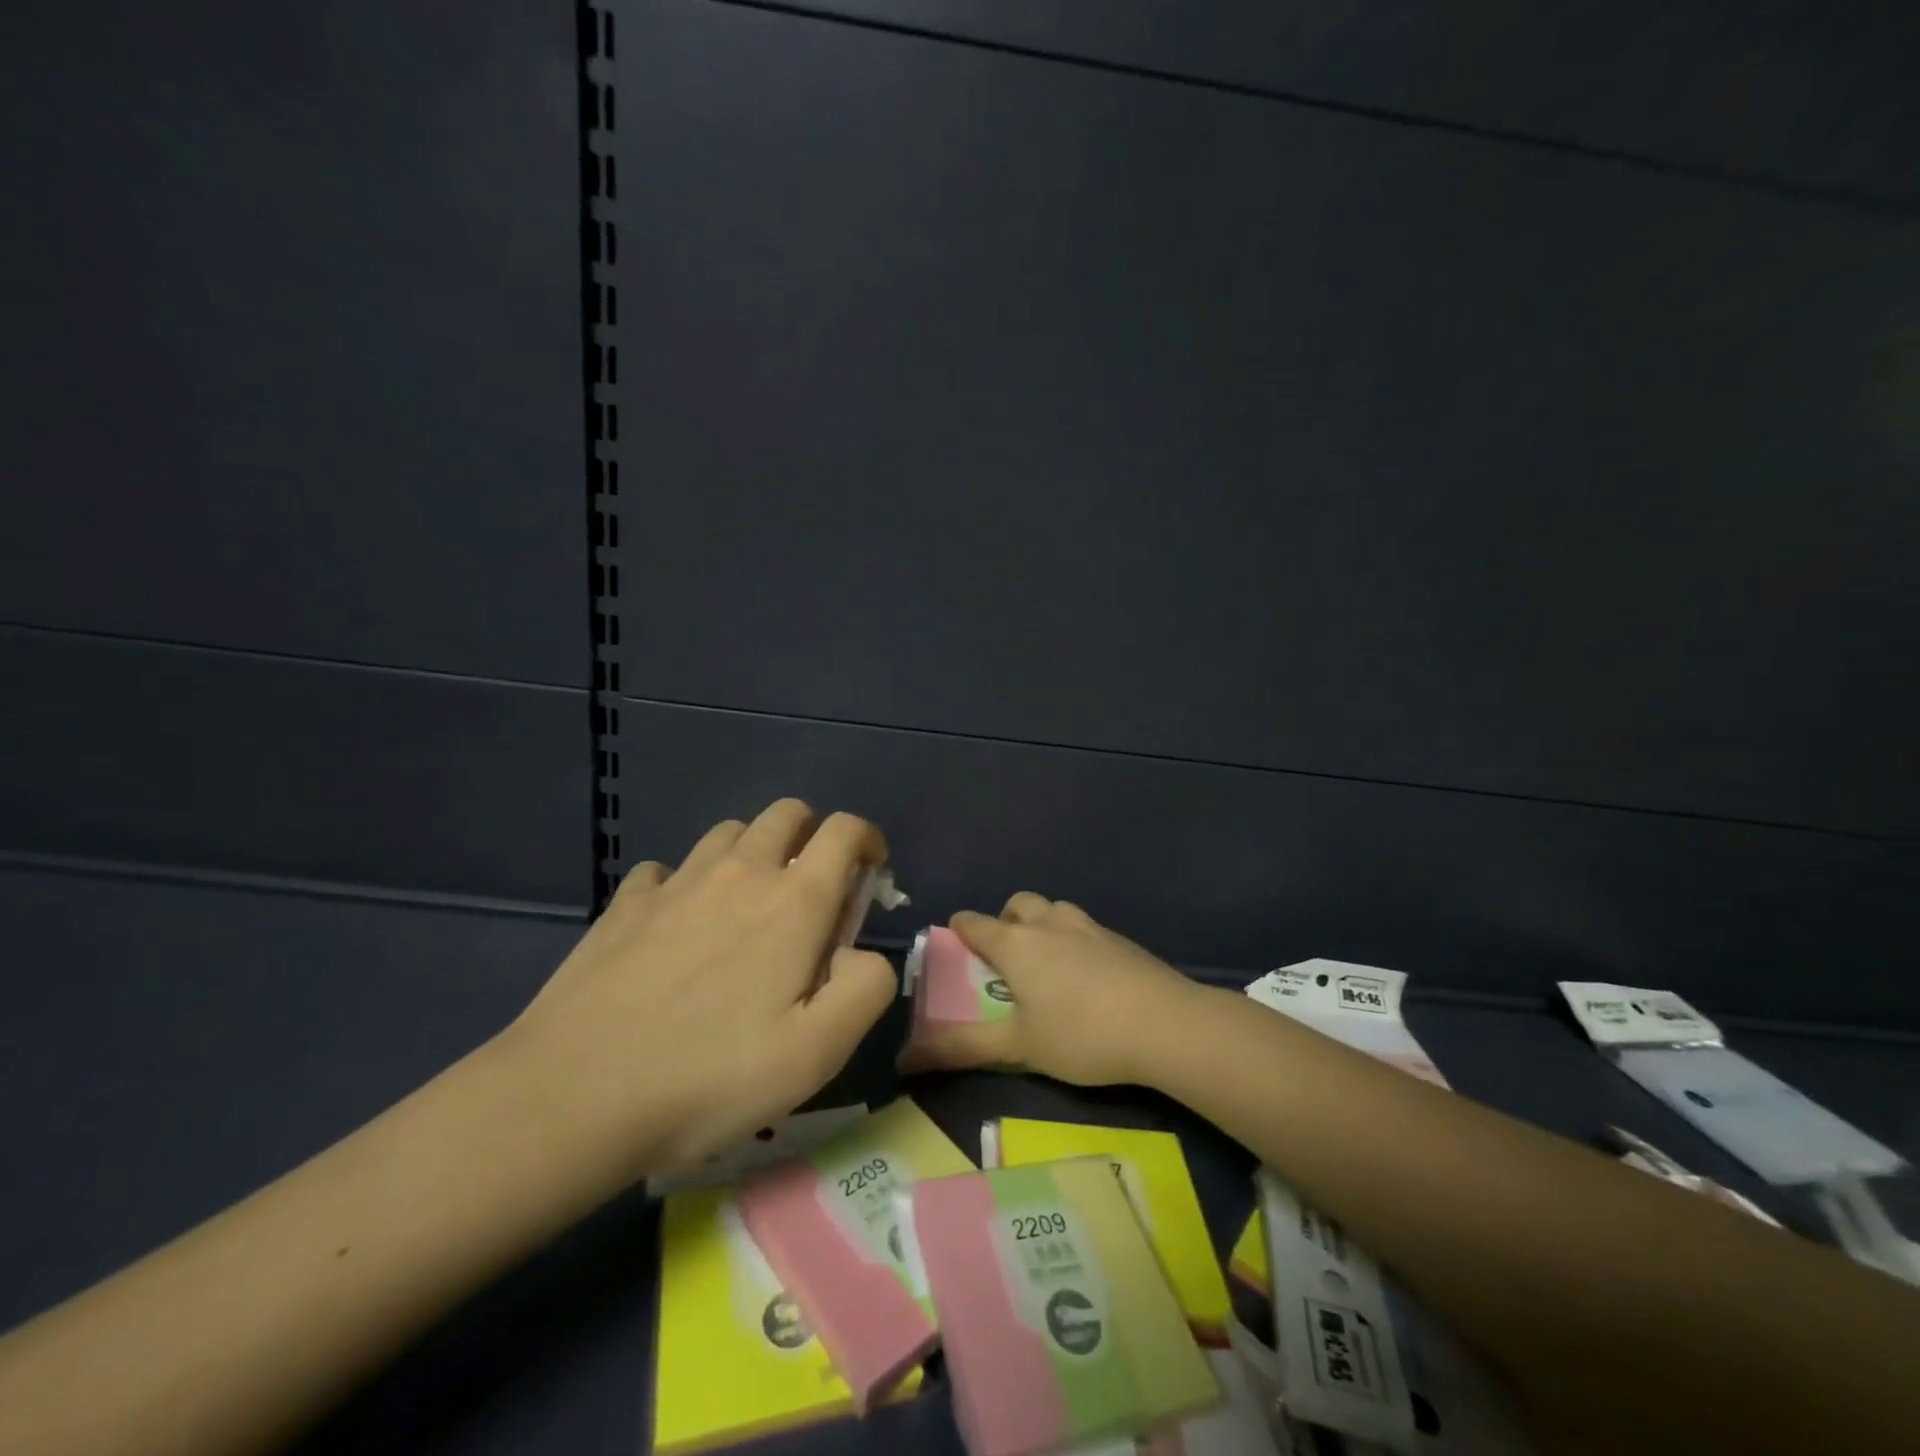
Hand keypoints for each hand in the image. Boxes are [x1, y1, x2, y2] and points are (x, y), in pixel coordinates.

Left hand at [504, 800, 898, 1181]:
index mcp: (793, 901)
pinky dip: (686, 882)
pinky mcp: (625, 903)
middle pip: (787, 814)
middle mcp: (739, 872)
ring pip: (730, 832)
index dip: (868, 840)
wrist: (573, 1096)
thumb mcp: (817, 1053)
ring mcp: (676, 882)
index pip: (844, 831)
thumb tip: (861, 952)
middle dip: (813, 835)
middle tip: (812, 889)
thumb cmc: (709, 1076)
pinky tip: (678, 924)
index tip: (871, 873)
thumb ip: (866, 988)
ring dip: (754, 851)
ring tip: (749, 904)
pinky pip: (667, 869)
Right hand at [903, 893, 1203, 1085]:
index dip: (960, 930)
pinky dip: (1074, 941)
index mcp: (1017, 944)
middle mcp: (1050, 924)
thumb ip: (961, 1050)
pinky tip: (1088, 977)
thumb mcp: (1018, 1047)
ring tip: (1047, 965)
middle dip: (1006, 922)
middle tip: (1007, 958)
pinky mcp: (1121, 940)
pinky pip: (1085, 928)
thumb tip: (902, 1060)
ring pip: (1055, 910)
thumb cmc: (1081, 1034)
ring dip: (1043, 926)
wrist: (1166, 1024)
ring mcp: (1089, 927)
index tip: (955, 944)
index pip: (975, 923)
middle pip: (1018, 904)